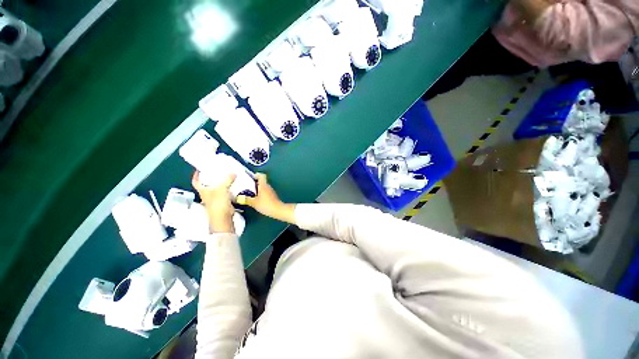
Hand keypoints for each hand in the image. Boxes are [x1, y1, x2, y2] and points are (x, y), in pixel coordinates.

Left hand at [192, 171, 235, 233]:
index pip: (196, 182)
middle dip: (211, 178)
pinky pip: (225, 193)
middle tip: (217, 171)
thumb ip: (227, 179)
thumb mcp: (222, 188)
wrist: (223, 218)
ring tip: (227, 176)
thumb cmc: (217, 203)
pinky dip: (228, 188)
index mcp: (203, 190)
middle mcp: (207, 194)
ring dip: (221, 183)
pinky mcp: (223, 202)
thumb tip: (233, 172)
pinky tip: (233, 185)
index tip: (200, 169)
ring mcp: (215, 199)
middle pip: (207, 184)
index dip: (196, 175)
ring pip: (217, 188)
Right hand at [236, 173, 295, 223]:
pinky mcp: (272, 196)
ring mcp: (271, 191)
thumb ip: (246, 199)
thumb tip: (239, 198)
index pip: (261, 175)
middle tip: (246, 187)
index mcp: (263, 185)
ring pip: (263, 187)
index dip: (256, 175)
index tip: (250, 177)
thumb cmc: (266, 204)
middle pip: (261, 182)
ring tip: (250, 194)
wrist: (278, 210)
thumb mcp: (254, 202)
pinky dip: (260, 194)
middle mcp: (268, 186)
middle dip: (254, 183)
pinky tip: (256, 199)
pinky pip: (265, 192)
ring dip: (257, 189)